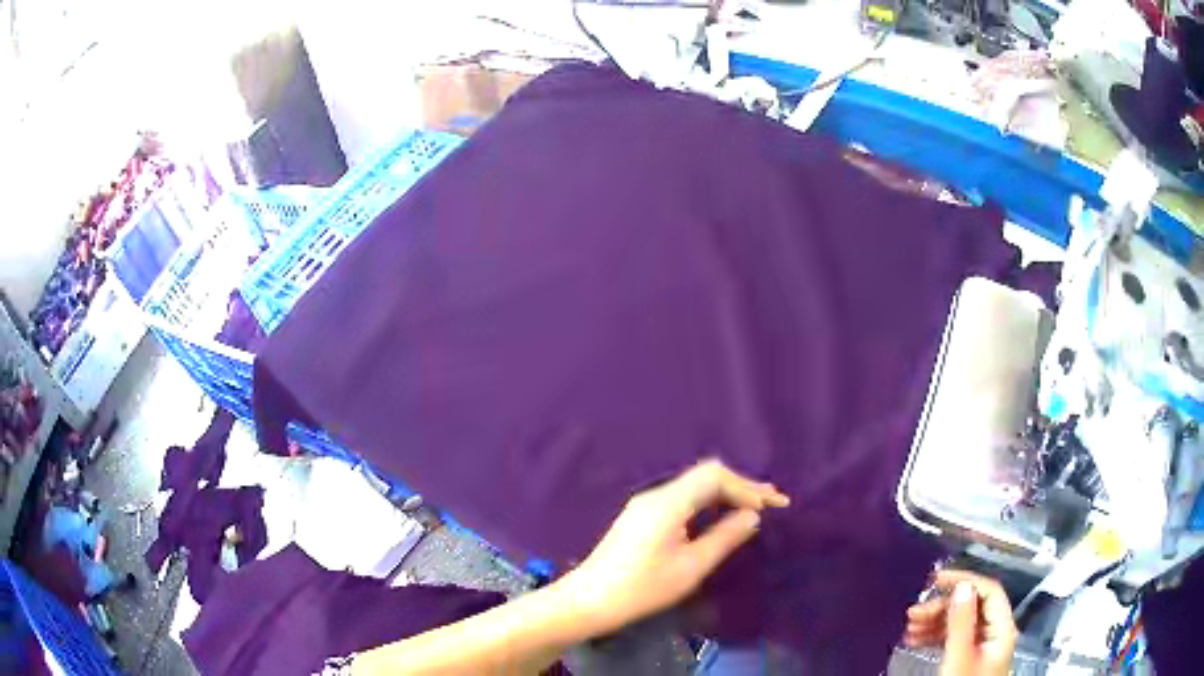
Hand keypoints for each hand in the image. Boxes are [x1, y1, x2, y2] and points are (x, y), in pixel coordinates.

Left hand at [560, 460, 788, 634]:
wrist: (588, 600)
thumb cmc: (642, 588)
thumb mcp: (690, 567)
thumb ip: (724, 538)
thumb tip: (752, 516)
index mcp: (668, 502)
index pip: (715, 476)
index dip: (747, 487)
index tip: (772, 506)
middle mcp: (656, 494)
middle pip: (705, 477)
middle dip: (741, 486)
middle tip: (773, 500)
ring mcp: (646, 504)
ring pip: (694, 487)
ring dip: (726, 494)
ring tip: (756, 505)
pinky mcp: (641, 517)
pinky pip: (683, 499)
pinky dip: (708, 503)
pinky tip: (721, 515)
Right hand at [904, 570, 1016, 675]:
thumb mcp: (959, 656)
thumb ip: (962, 622)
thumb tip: (962, 586)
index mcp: (1002, 628)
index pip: (988, 591)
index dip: (964, 580)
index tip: (935, 581)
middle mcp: (996, 632)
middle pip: (973, 606)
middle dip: (942, 606)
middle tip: (913, 613)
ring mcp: (984, 646)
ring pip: (962, 622)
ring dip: (935, 621)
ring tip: (909, 628)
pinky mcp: (971, 657)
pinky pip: (956, 637)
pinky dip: (937, 635)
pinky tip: (917, 639)